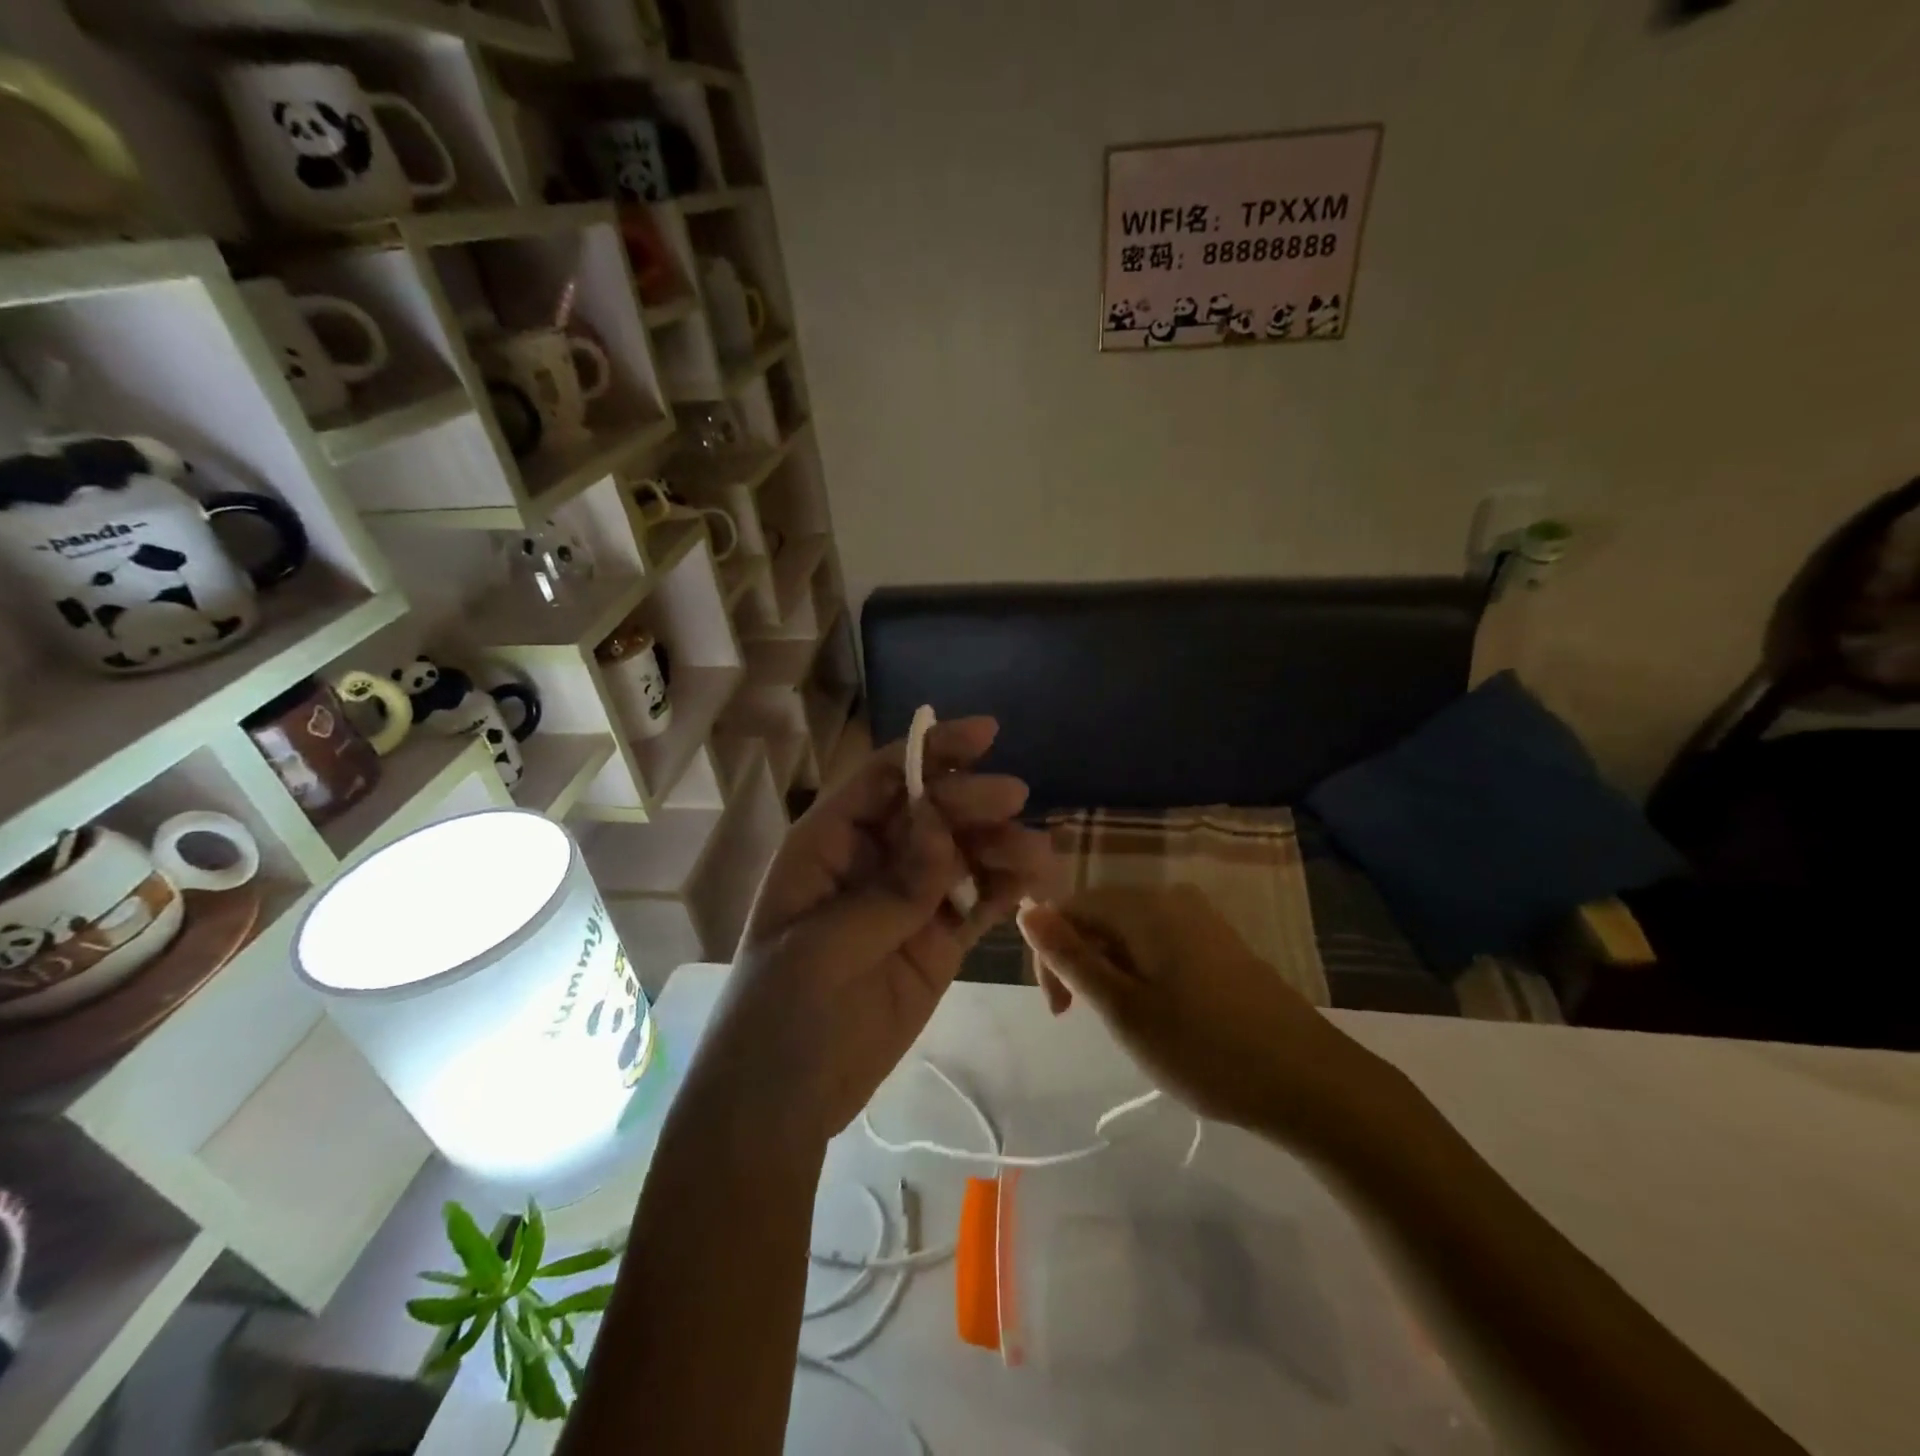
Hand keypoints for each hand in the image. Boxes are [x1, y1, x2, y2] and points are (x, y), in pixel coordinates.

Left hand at [685, 717, 1058, 1143]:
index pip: (884, 779)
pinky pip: (974, 903)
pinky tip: (1035, 881)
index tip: (986, 733)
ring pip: (959, 855)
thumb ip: (891, 888)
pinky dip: (1003, 889)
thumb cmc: (781, 1014)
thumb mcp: (826, 946)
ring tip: (1038, 855)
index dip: (931, 750)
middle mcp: (870, 862)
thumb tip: (939, 823)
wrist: (782, 1106)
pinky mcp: (935, 944)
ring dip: (998, 845)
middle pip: (929, 811)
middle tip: (1015, 800)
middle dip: (971, 800)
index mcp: (827, 846)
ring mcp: (907, 904)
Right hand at [1017, 886, 1394, 1146]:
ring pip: (1131, 934)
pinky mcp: (1222, 944)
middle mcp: (1172, 898)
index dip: (1050, 954)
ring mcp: (1202, 919)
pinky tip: (1164, 1015)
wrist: (1312, 1082)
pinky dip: (1144, 973)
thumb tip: (1027, 909)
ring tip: (1129, 1024)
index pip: (1070, 907)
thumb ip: (1070, 957)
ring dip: (1112, 972)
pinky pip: (1162, 944)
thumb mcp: (1123, 1008)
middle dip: (1082, 963)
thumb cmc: (1205, 1049)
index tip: (1061, 1011)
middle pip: (1101, 916)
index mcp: (1144, 906)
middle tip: (1090, 1021)